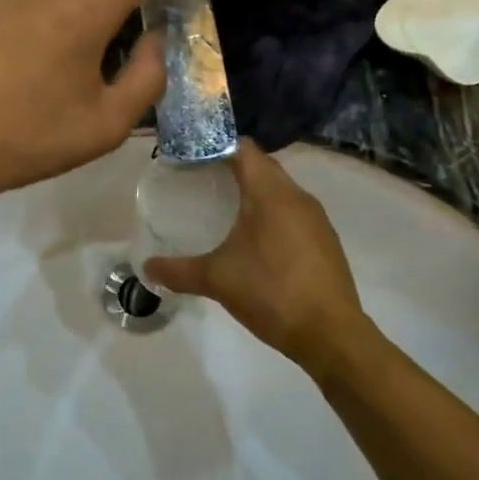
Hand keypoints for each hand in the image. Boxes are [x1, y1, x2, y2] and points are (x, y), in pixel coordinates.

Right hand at [144, 139, 363, 369]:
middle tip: (199, 180)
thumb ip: (178, 271)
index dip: (216, 145)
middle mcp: (297, 196)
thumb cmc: (271, 293)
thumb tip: (147, 268)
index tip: (190, 155)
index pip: (243, 148)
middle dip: (231, 167)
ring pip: (280, 189)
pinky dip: (271, 213)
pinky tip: (254, 239)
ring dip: (254, 191)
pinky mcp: (325, 240)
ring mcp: (316, 218)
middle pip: (262, 166)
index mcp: (271, 193)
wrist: (331, 334)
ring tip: (223, 207)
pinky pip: (293, 211)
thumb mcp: (216, 280)